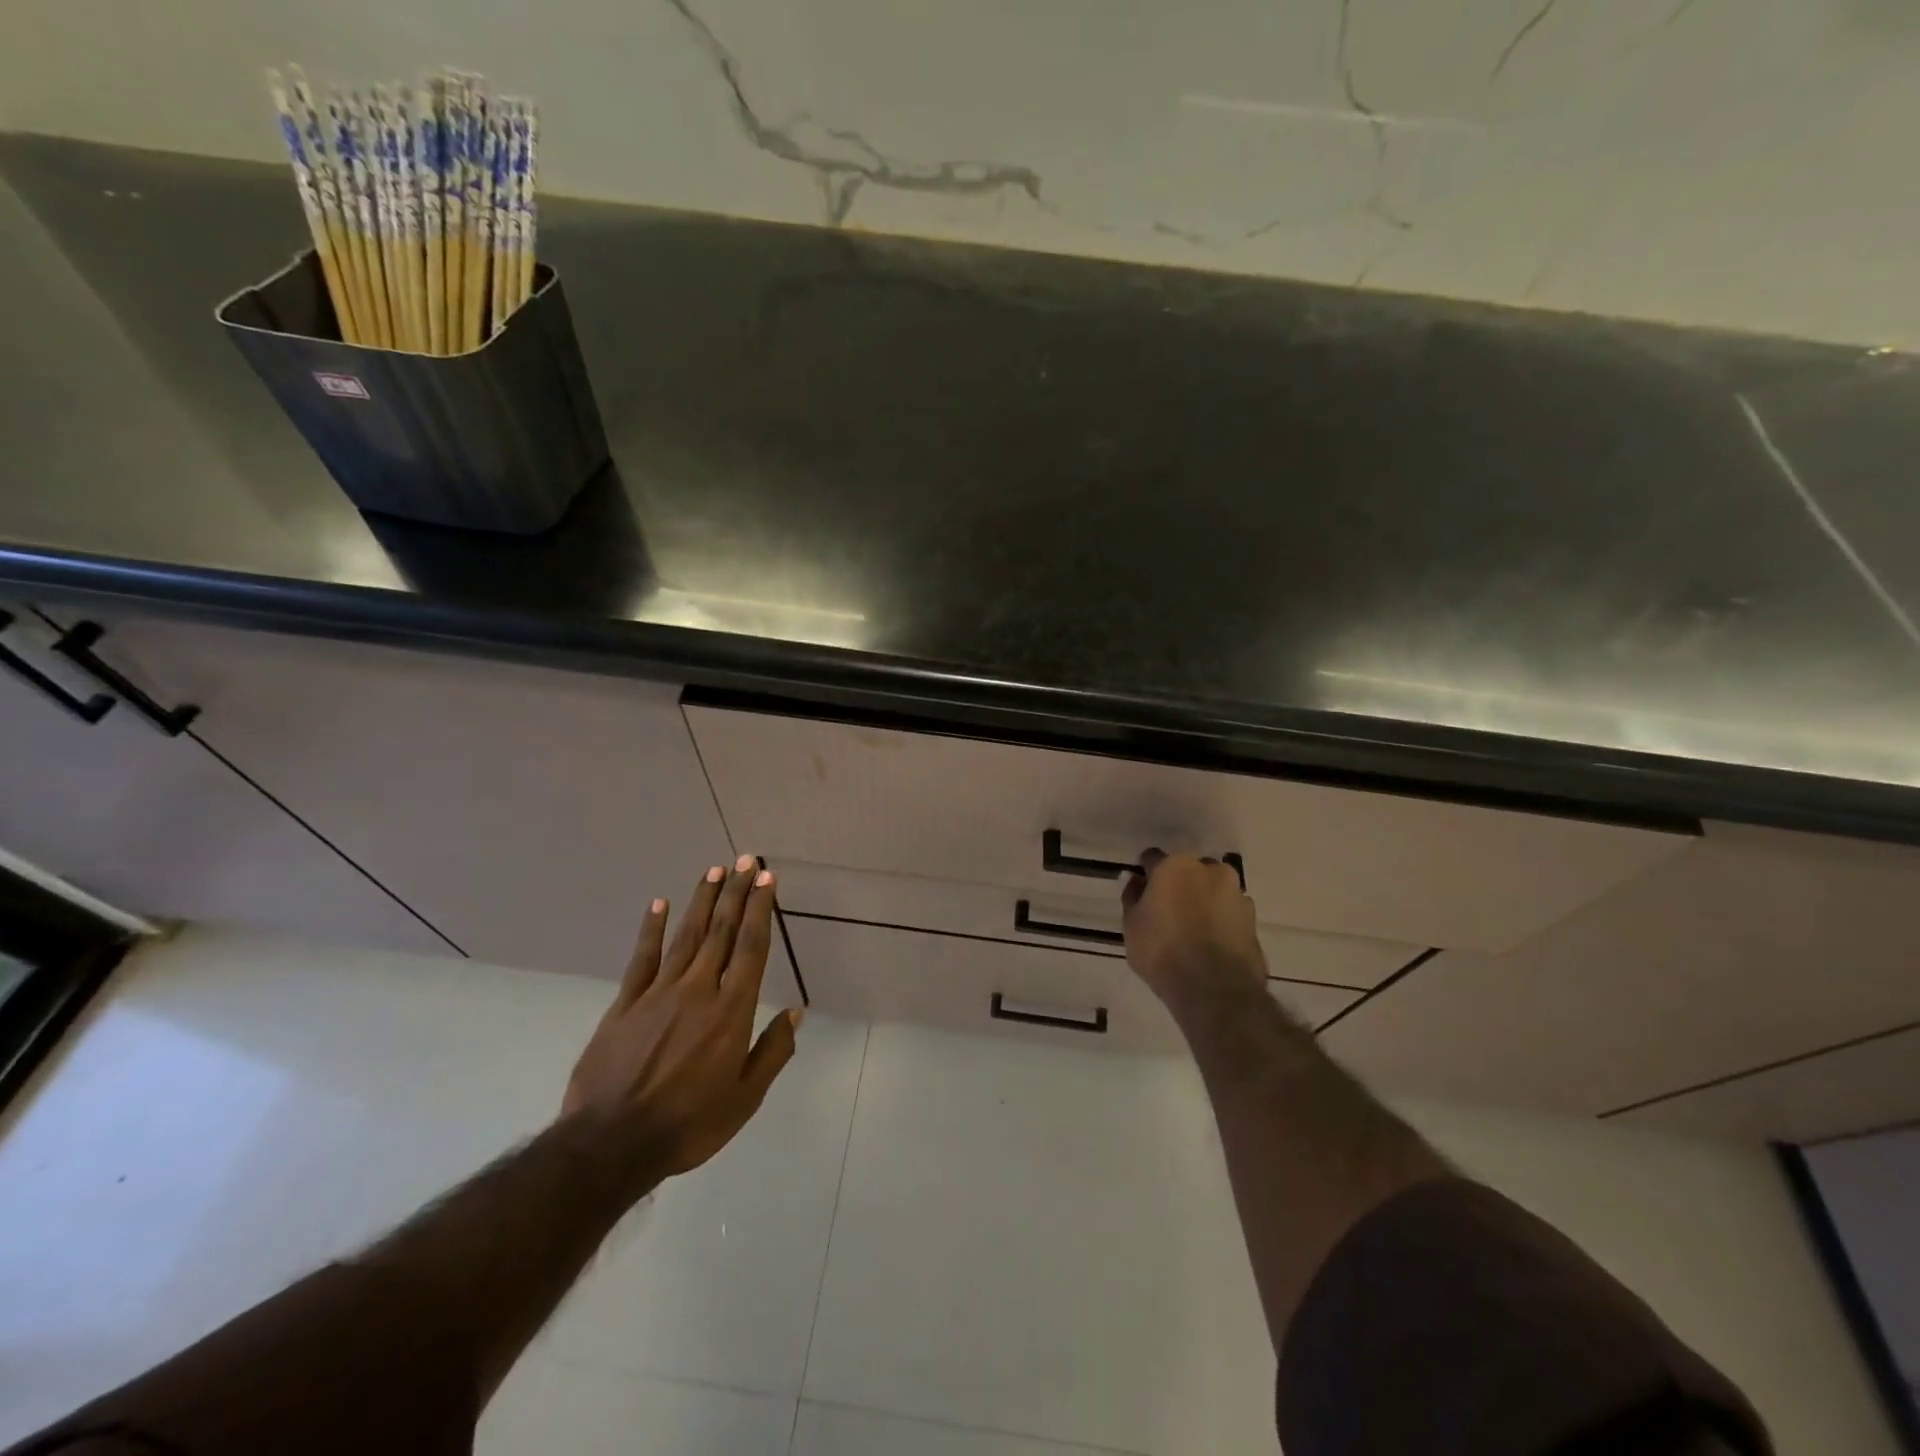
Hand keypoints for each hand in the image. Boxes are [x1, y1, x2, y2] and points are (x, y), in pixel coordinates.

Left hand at [562, 856, 801, 1177]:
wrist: (611, 1144)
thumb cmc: (688, 1124)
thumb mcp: (745, 1098)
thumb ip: (772, 1051)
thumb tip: (796, 1013)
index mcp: (731, 1011)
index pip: (750, 947)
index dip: (760, 910)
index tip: (766, 879)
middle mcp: (698, 990)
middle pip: (720, 931)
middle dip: (735, 893)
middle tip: (743, 860)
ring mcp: (658, 993)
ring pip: (686, 936)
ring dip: (701, 901)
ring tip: (713, 871)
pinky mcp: (625, 1004)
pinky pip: (643, 958)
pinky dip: (652, 928)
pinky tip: (659, 904)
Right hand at [1121, 850, 1266, 1007]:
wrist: (1215, 989)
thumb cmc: (1162, 950)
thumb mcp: (1131, 925)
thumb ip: (1133, 897)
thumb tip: (1138, 882)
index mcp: (1176, 865)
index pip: (1153, 859)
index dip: (1146, 875)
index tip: (1141, 893)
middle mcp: (1210, 870)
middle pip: (1190, 871)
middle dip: (1180, 885)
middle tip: (1169, 912)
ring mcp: (1237, 895)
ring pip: (1214, 891)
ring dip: (1204, 902)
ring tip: (1194, 932)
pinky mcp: (1254, 921)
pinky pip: (1230, 914)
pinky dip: (1222, 922)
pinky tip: (1211, 945)